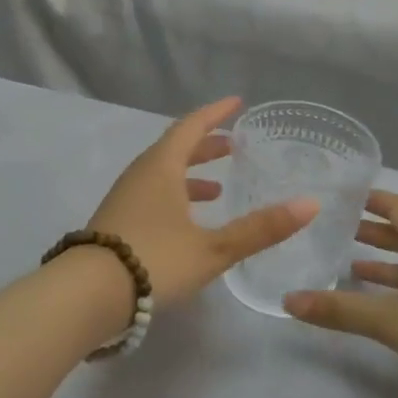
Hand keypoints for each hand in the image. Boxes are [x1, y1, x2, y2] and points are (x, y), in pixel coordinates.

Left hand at [89, 97, 317, 308]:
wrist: (87, 295)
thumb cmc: (154, 260)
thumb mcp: (213, 248)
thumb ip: (260, 228)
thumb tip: (310, 204)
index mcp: (162, 167)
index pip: (191, 126)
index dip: (215, 113)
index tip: (237, 103)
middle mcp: (141, 175)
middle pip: (175, 148)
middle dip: (206, 145)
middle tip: (233, 146)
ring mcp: (124, 198)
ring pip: (162, 174)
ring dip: (190, 175)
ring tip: (218, 188)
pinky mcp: (116, 222)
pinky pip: (152, 195)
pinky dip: (175, 197)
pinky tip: (187, 223)